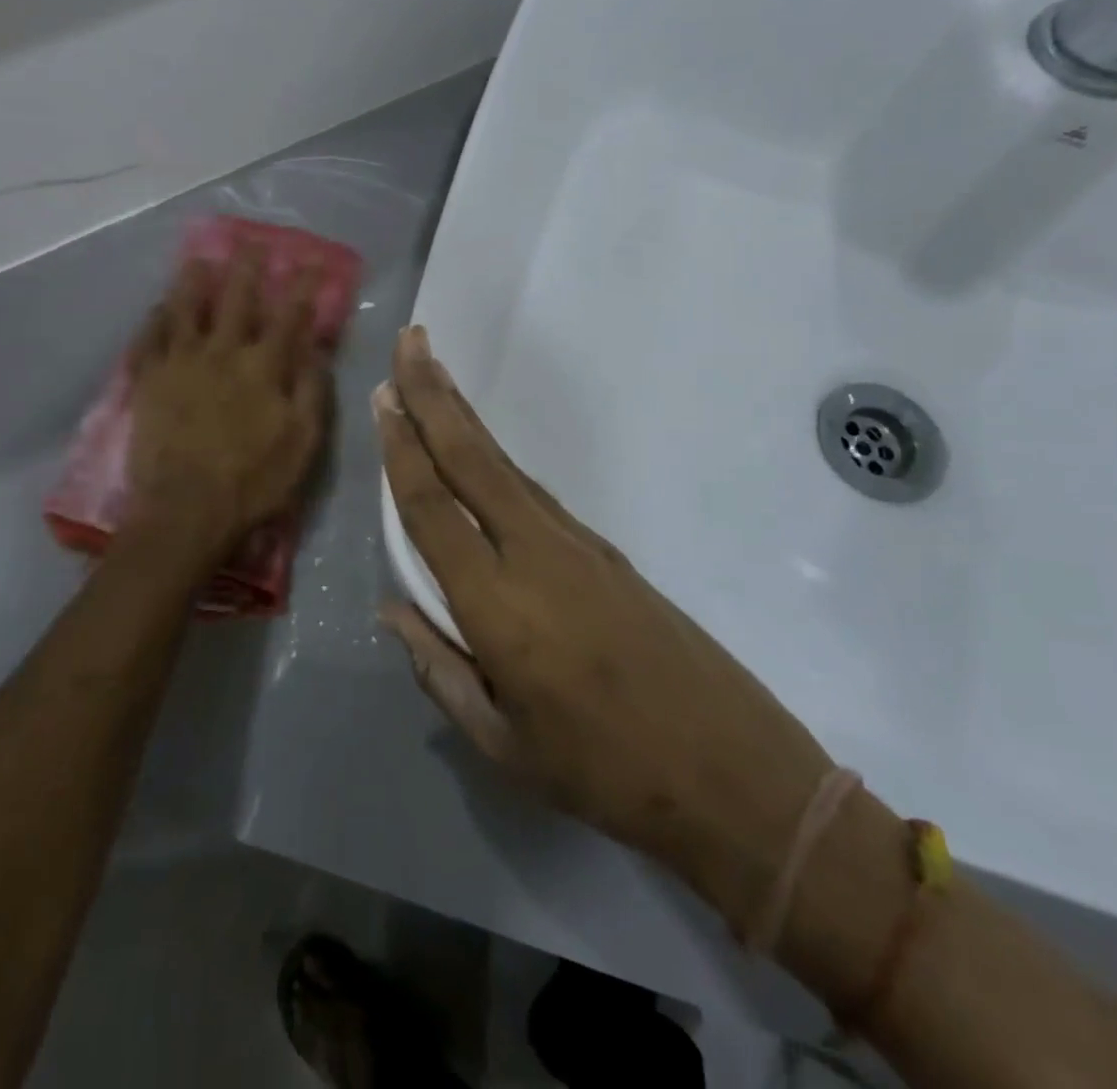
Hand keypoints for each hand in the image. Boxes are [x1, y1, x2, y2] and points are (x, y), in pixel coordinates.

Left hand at [125, 246, 332, 551]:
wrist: (186, 511)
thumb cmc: (253, 483)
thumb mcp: (303, 444)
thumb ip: (312, 392)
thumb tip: (317, 350)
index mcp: (263, 367)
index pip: (288, 316)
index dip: (302, 287)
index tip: (312, 263)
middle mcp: (221, 353)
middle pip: (235, 300)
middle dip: (247, 269)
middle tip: (250, 244)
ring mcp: (180, 363)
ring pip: (185, 308)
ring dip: (194, 281)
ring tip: (198, 260)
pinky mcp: (147, 381)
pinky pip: (149, 338)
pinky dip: (155, 318)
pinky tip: (157, 307)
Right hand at [374, 326, 837, 934]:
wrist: (733, 774)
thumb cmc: (605, 773)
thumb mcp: (502, 744)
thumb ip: (438, 670)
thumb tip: (393, 609)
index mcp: (499, 606)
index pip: (433, 509)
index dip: (402, 450)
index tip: (382, 398)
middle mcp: (535, 555)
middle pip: (472, 460)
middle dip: (434, 396)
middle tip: (410, 342)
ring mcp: (577, 545)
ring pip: (504, 466)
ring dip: (464, 417)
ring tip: (433, 376)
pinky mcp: (604, 551)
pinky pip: (532, 492)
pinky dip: (495, 458)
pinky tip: (478, 449)